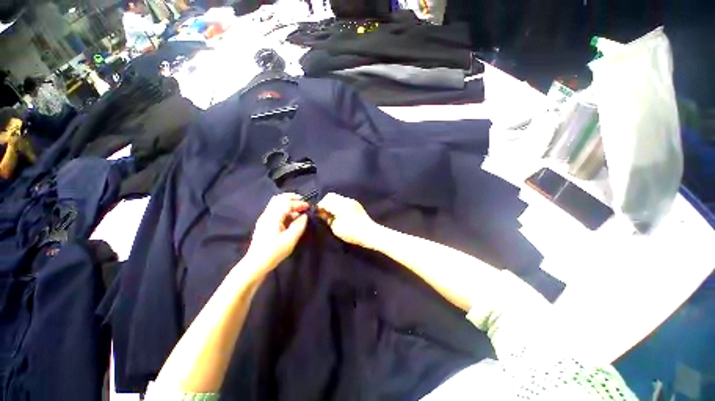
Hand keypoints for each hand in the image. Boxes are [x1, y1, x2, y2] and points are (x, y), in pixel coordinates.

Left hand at [247, 193, 308, 270]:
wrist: (255, 264)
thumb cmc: (274, 252)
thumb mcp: (290, 239)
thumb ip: (299, 225)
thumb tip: (304, 216)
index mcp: (273, 217)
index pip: (287, 203)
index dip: (299, 203)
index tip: (309, 207)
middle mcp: (267, 214)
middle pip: (279, 199)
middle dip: (292, 198)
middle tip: (303, 202)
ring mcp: (264, 219)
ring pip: (276, 204)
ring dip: (288, 204)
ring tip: (299, 210)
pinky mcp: (264, 224)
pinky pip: (275, 211)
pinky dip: (285, 210)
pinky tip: (291, 218)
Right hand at [317, 193, 379, 248]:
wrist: (370, 233)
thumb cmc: (352, 233)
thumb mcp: (336, 228)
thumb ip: (327, 219)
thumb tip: (321, 213)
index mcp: (341, 206)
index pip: (325, 201)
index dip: (319, 207)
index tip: (317, 213)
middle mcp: (346, 200)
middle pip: (331, 196)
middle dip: (325, 203)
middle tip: (323, 213)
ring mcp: (352, 201)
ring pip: (337, 197)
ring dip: (332, 203)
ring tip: (331, 214)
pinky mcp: (356, 204)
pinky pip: (343, 200)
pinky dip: (338, 204)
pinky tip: (338, 213)